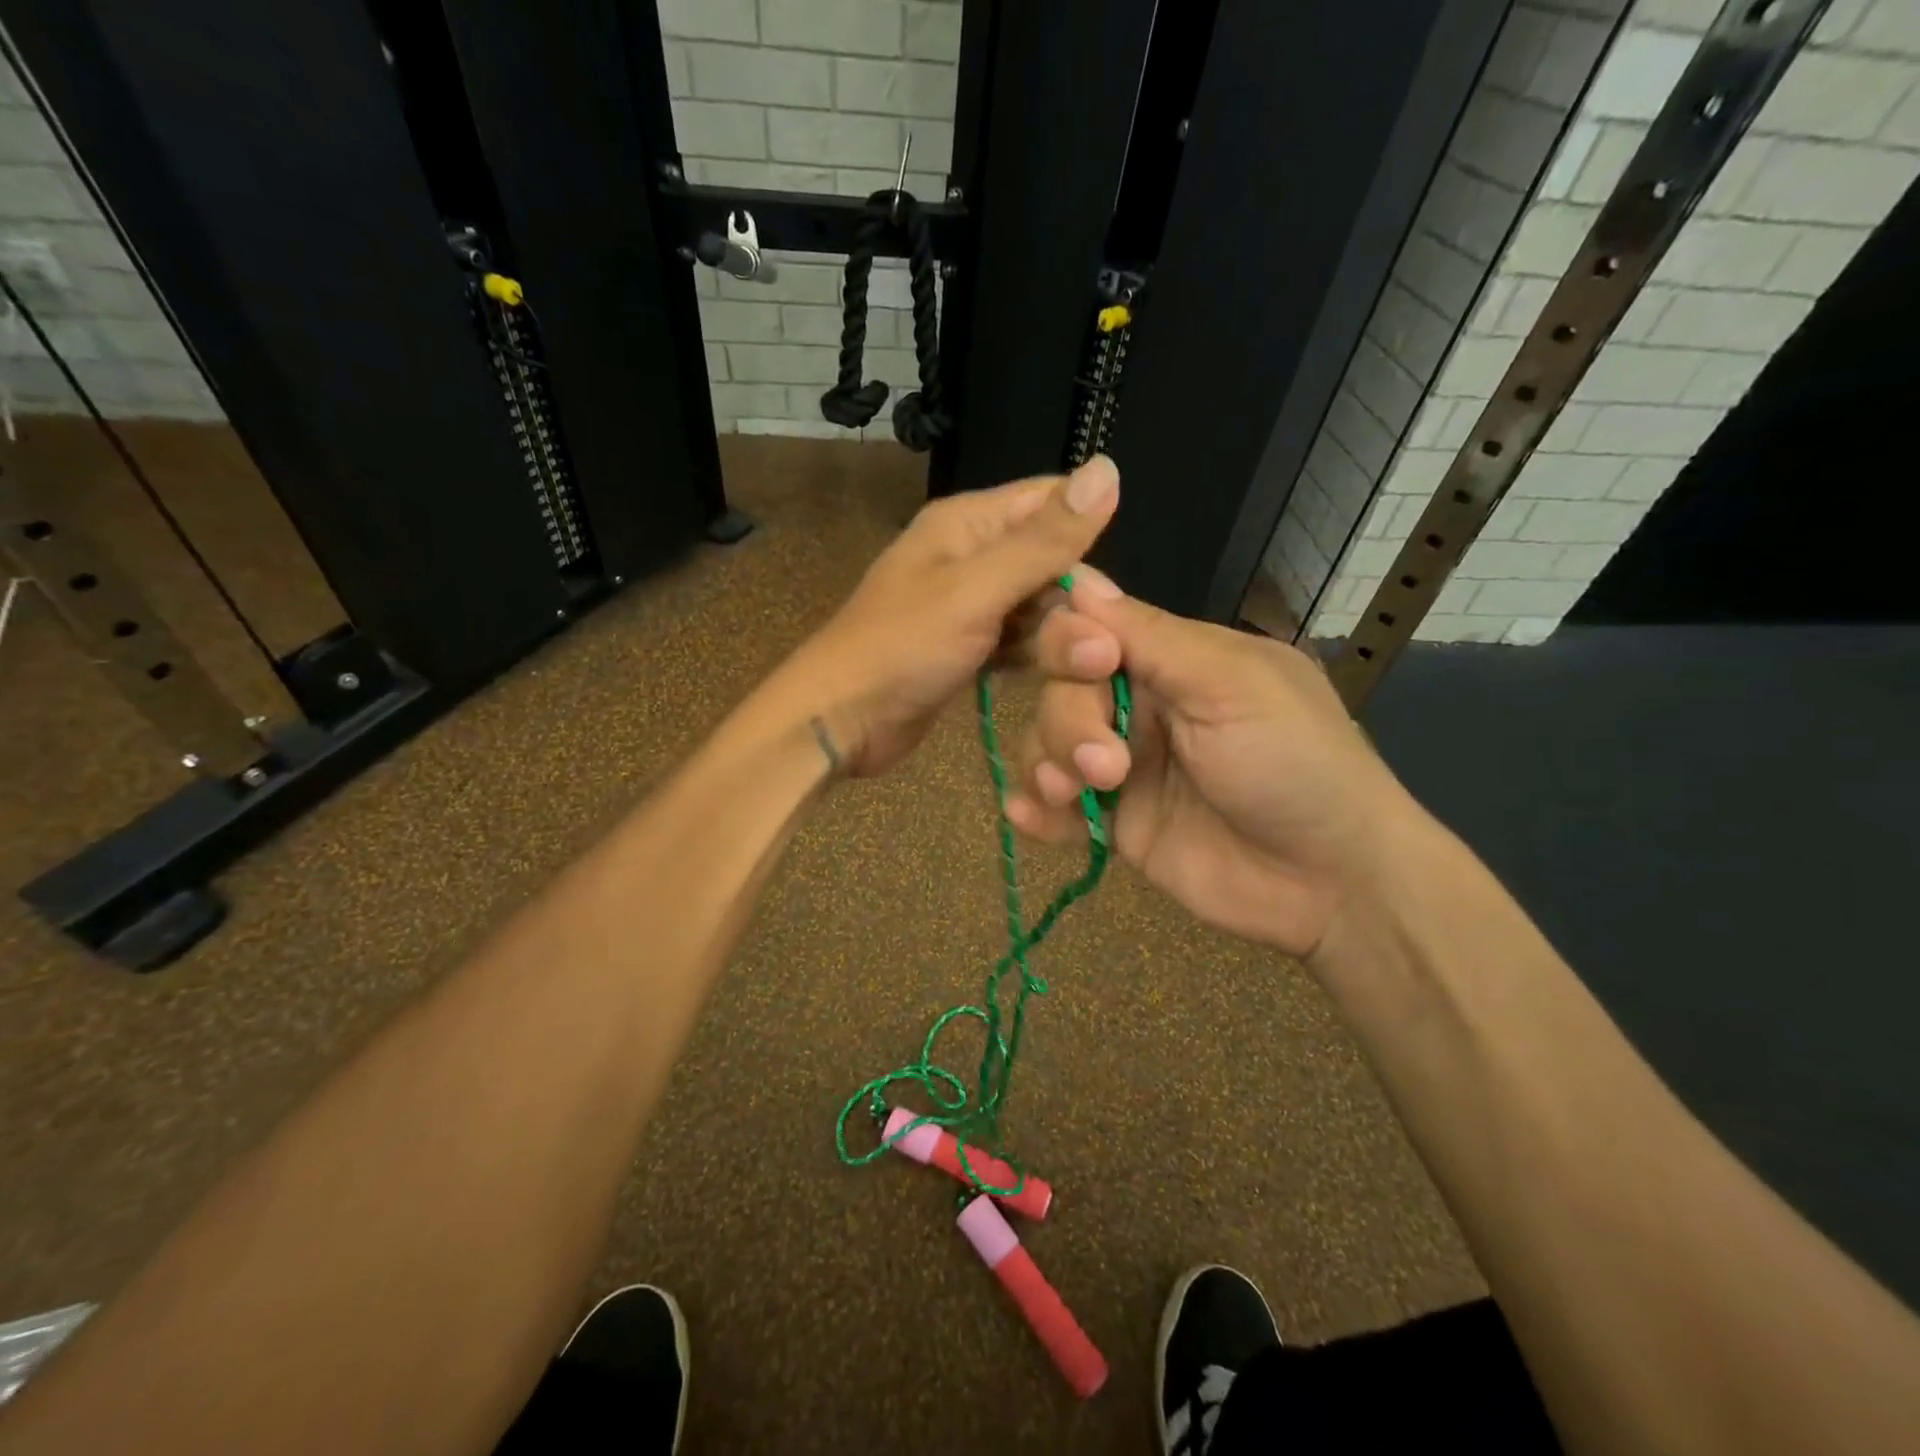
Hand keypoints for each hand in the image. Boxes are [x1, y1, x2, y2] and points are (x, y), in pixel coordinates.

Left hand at [774, 456, 1123, 776]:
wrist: (840, 720)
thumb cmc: (902, 648)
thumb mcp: (976, 590)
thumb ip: (1042, 540)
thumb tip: (1108, 469)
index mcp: (967, 524)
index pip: (1048, 503)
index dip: (1087, 538)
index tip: (1113, 598)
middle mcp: (969, 556)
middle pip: (1047, 561)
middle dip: (1075, 602)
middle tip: (1101, 652)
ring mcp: (967, 605)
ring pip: (1035, 606)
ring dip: (1060, 636)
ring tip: (1088, 671)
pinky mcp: (967, 648)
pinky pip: (1017, 641)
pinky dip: (1037, 656)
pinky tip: (1062, 679)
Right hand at [1004, 569, 1416, 959]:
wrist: (1329, 883)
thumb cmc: (1294, 763)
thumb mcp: (1232, 684)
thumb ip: (1152, 637)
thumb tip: (1080, 578)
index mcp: (1171, 659)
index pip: (1089, 629)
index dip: (1070, 640)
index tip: (1092, 663)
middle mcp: (1139, 705)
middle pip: (1059, 689)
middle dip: (1068, 721)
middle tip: (1106, 764)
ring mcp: (1122, 766)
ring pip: (1047, 743)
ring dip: (1047, 763)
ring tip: (1073, 797)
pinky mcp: (1113, 821)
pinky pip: (1053, 805)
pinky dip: (1035, 809)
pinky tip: (1033, 820)